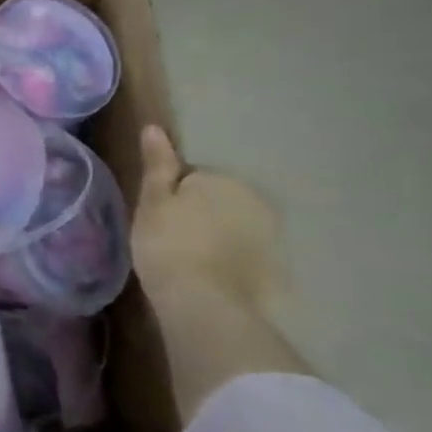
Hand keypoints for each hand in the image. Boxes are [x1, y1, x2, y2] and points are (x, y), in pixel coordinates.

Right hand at [132, 126, 285, 320]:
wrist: (205, 304)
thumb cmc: (168, 244)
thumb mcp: (152, 201)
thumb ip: (157, 165)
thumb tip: (154, 128)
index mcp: (222, 179)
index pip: (191, 178)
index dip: (170, 197)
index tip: (157, 218)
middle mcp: (255, 199)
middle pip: (217, 200)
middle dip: (199, 214)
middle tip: (170, 239)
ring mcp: (272, 235)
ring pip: (234, 227)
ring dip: (217, 237)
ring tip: (191, 261)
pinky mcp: (278, 267)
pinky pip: (248, 254)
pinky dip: (233, 260)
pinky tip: (212, 277)